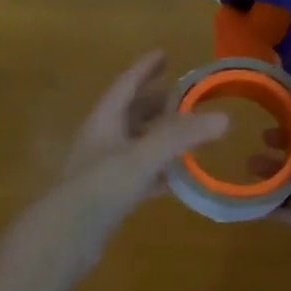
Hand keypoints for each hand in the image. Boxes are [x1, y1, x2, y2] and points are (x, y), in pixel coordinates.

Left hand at [6, 51, 227, 280]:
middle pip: (132, 114)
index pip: (126, 86)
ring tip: (189, 134)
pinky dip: (160, 171)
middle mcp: (102, 139)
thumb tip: (225, 118)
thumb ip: (182, 137)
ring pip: (137, 144)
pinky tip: (179, 177)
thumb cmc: (100, 186)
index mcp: (104, 121)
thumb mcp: (143, 156)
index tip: (164, 54)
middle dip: (156, 103)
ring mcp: (105, 169)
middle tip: (184, 96)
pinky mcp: (111, 195)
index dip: (145, 69)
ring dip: (161, 138)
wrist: (66, 235)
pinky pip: (141, 174)